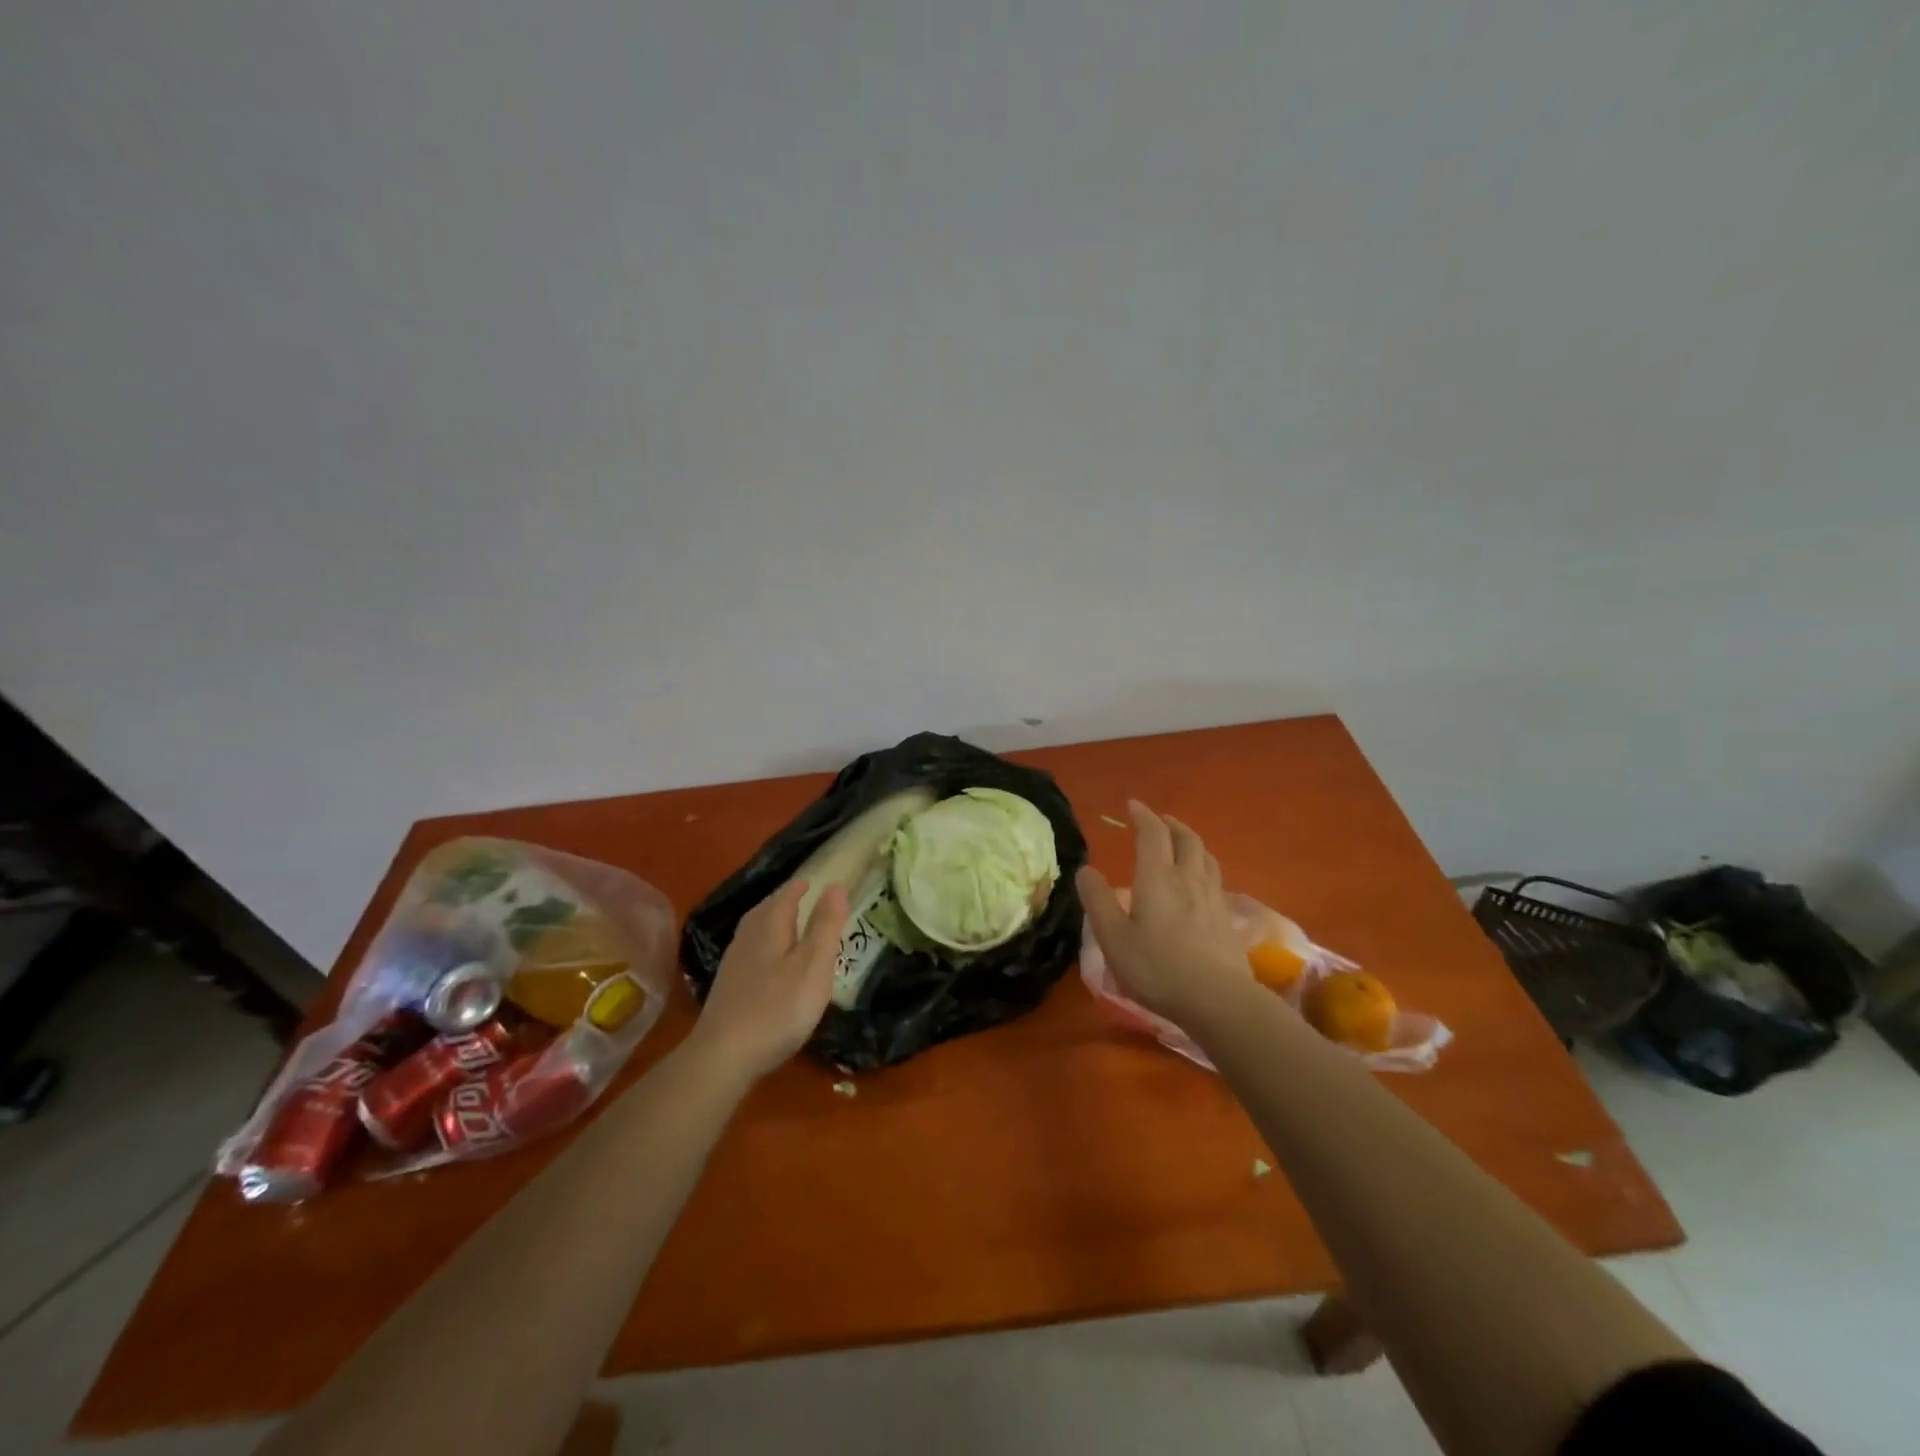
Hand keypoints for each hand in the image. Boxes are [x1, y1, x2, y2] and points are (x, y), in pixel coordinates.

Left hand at [690, 880, 847, 1081]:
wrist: (723, 1056)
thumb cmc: (778, 1007)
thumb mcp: (813, 965)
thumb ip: (825, 925)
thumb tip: (835, 885)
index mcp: (770, 925)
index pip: (786, 895)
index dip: (802, 887)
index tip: (815, 881)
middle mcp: (748, 937)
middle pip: (767, 909)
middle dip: (785, 901)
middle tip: (804, 897)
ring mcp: (734, 963)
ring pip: (756, 930)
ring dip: (773, 922)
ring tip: (790, 925)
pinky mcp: (728, 987)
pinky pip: (751, 951)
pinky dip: (765, 946)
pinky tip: (771, 963)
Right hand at [1077, 801, 1253, 1028]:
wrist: (1218, 999)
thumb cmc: (1157, 967)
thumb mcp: (1113, 938)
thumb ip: (1098, 901)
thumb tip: (1085, 870)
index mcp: (1158, 877)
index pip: (1152, 834)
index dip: (1143, 816)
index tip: (1132, 806)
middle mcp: (1188, 878)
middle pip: (1185, 839)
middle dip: (1170, 825)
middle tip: (1159, 821)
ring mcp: (1212, 897)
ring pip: (1205, 856)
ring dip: (1191, 842)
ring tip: (1181, 844)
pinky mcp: (1227, 917)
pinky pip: (1215, 877)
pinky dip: (1204, 866)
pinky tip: (1200, 882)